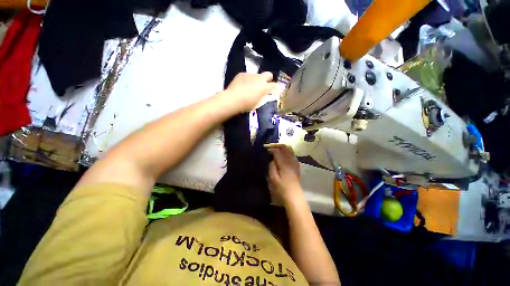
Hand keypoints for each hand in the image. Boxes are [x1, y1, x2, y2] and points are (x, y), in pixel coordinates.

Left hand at [221, 72, 277, 111]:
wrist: (233, 99)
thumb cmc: (247, 105)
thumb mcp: (258, 103)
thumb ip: (263, 97)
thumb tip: (266, 95)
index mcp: (265, 87)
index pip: (275, 85)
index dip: (275, 88)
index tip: (274, 91)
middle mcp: (260, 78)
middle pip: (268, 74)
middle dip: (268, 79)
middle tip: (264, 86)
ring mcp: (250, 75)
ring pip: (256, 75)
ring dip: (256, 80)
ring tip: (249, 88)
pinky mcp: (242, 74)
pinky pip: (247, 76)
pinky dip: (247, 80)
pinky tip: (242, 86)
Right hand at [268, 145, 302, 203]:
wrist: (294, 195)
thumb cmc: (282, 188)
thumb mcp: (273, 178)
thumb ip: (271, 166)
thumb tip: (271, 159)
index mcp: (284, 163)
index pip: (277, 151)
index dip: (271, 149)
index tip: (265, 149)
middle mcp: (291, 160)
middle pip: (285, 147)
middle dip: (277, 145)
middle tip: (270, 148)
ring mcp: (295, 162)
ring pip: (289, 149)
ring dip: (282, 148)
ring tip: (275, 150)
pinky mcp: (296, 165)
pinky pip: (292, 154)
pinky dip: (287, 152)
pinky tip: (282, 156)